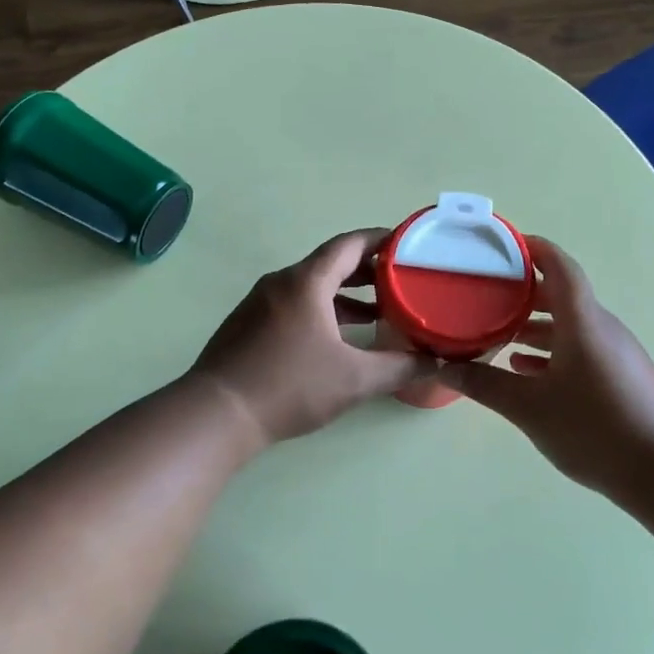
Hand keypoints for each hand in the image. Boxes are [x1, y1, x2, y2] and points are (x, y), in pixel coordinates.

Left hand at [191, 229, 433, 447]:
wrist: (217, 413)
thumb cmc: (289, 386)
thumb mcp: (354, 379)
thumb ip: (399, 367)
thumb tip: (436, 361)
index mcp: (306, 282)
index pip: (348, 245)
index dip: (379, 240)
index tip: (405, 244)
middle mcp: (281, 283)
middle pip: (329, 264)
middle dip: (366, 271)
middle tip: (399, 281)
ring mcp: (259, 303)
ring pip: (310, 287)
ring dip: (344, 296)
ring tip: (377, 313)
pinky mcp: (248, 324)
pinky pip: (293, 304)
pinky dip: (321, 310)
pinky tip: (335, 338)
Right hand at [438, 237, 653, 489]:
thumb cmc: (594, 428)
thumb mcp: (528, 407)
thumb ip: (484, 384)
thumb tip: (443, 368)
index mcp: (582, 321)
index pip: (559, 267)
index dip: (533, 249)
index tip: (503, 245)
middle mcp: (602, 329)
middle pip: (562, 296)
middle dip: (524, 293)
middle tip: (486, 295)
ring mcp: (616, 355)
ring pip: (570, 327)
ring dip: (535, 327)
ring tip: (498, 336)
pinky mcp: (622, 379)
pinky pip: (581, 350)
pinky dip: (552, 352)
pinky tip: (526, 373)